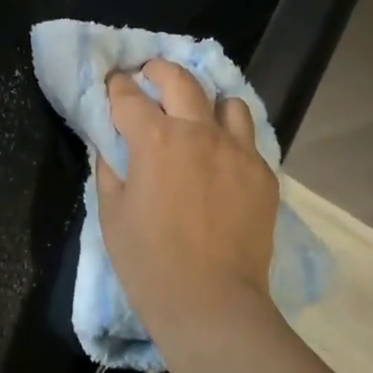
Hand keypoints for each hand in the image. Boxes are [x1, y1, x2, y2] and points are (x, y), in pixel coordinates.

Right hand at [95, 59, 279, 331]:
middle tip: (150, 77)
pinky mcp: (262, 172)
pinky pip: (247, 139)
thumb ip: (110, 168)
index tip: (113, 84)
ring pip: (226, 102)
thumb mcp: (112, 214)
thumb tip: (111, 144)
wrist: (211, 302)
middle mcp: (199, 132)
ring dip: (206, 101)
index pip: (129, 96)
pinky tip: (221, 159)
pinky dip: (230, 138)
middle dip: (159, 71)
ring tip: (197, 117)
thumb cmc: (149, 262)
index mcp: (155, 139)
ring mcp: (237, 150)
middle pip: (180, 79)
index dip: (116, 86)